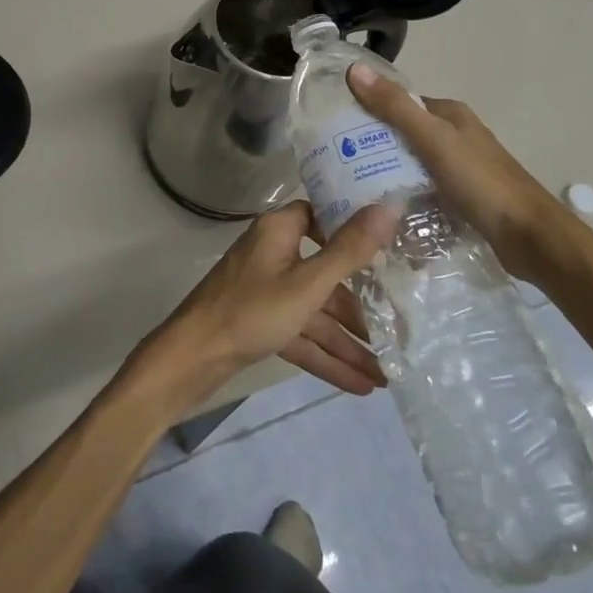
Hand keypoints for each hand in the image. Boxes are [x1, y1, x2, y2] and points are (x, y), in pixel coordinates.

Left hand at [139, 201, 395, 405]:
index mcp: (280, 231)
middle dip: (360, 305)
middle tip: (401, 325)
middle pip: (325, 272)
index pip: (322, 216)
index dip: (353, 228)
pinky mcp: (261, 322)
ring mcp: (266, 290)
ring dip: (348, 341)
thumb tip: (389, 206)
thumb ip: (349, 250)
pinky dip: (326, 357)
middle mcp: (273, 253)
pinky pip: (302, 335)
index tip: (392, 244)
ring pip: (315, 311)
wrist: (191, 359)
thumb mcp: (307, 284)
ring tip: (389, 373)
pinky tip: (362, 386)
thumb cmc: (251, 310)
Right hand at [346, 62, 591, 288]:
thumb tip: (354, 70)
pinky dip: (406, 196)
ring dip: (389, 173)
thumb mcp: (433, 140)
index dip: (369, 109)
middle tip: (338, 163)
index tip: (336, 127)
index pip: (400, 102)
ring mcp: (460, 169)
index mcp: (450, 114)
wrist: (532, 238)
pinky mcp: (463, 199)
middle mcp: (456, 136)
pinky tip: (385, 211)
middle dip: (374, 145)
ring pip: (413, 164)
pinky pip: (424, 190)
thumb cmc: (482, 183)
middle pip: (404, 134)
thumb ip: (395, 107)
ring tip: (351, 189)